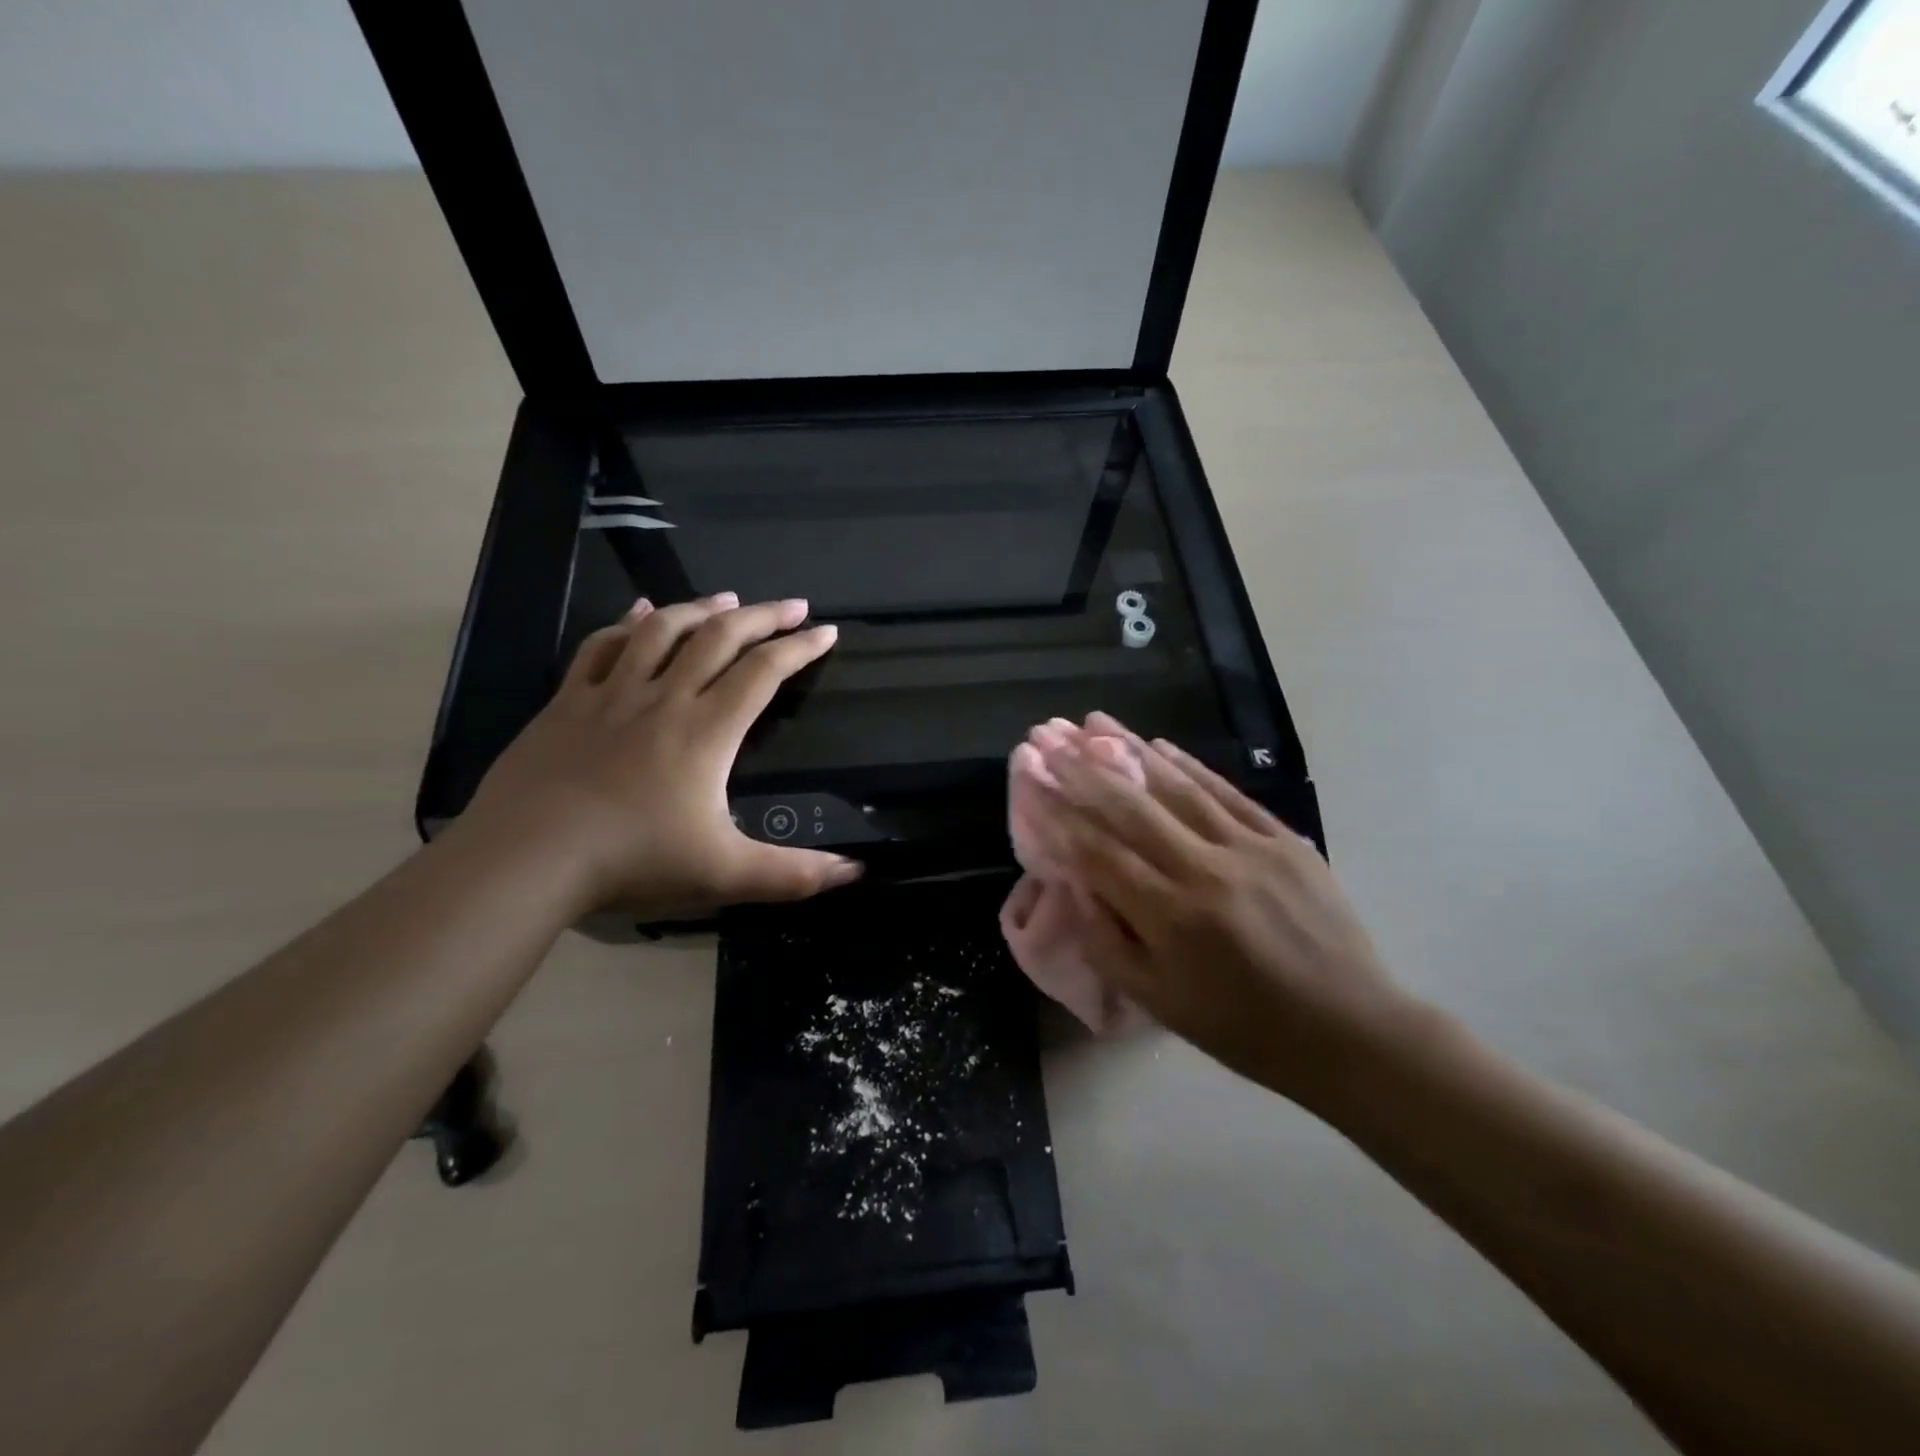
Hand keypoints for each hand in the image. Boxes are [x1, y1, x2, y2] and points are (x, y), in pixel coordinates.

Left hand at [464, 593, 861, 917]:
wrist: (527, 857)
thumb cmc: (632, 860)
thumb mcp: (724, 873)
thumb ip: (793, 874)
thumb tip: (856, 873)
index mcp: (707, 730)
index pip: (764, 673)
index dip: (800, 649)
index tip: (827, 632)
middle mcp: (665, 697)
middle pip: (720, 637)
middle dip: (763, 616)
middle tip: (792, 605)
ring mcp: (612, 694)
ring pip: (662, 630)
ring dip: (701, 608)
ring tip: (728, 599)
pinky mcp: (568, 702)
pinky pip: (602, 646)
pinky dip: (627, 622)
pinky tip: (641, 611)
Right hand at [1022, 713, 1412, 1103]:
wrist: (1347, 1029)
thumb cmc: (1241, 1026)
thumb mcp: (1158, 1001)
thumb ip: (1107, 941)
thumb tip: (1076, 884)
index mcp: (1170, 917)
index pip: (1098, 853)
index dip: (1059, 816)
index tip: (1031, 783)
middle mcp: (1205, 871)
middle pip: (1130, 808)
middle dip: (1081, 769)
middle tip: (1046, 736)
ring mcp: (1249, 848)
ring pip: (1177, 788)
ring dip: (1129, 750)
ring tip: (1093, 721)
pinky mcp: (1283, 839)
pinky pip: (1227, 793)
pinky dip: (1189, 766)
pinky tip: (1158, 744)